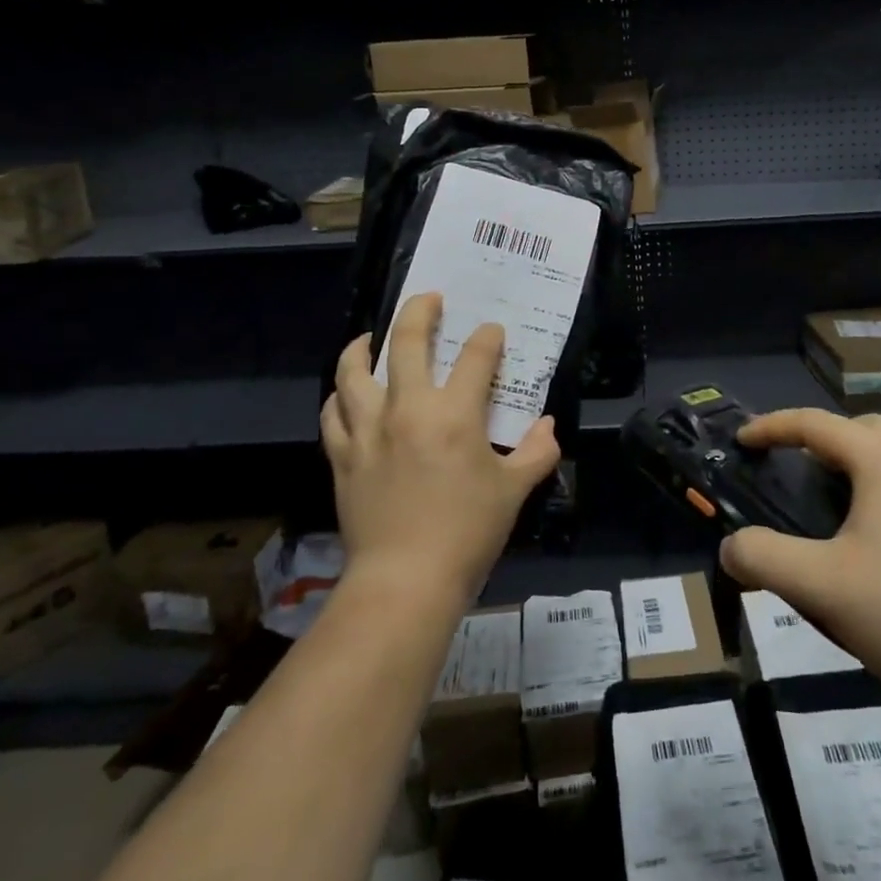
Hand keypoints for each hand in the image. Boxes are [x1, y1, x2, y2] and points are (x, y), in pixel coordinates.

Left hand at [320, 292, 560, 606]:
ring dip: (363, 347)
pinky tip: (346, 393)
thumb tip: (547, 425)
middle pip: (405, 342)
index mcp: (454, 413)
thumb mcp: (514, 491)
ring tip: (371, 337)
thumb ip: (536, 451)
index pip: (475, 356)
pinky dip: (339, 396)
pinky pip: (333, 414)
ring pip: (354, 371)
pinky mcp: (344, 456)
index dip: (487, 338)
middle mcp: (407, 408)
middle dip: (419, 311)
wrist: (405, 581)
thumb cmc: (467, 532)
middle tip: (429, 299)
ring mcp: (368, 430)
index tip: (492, 333)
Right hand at [720, 410, 880, 719]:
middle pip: (861, 429)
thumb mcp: (824, 589)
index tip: (741, 439)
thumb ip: (765, 560)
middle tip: (793, 471)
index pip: (813, 423)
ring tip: (836, 509)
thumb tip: (729, 547)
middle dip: (821, 440)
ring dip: (860, 467)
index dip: (771, 426)